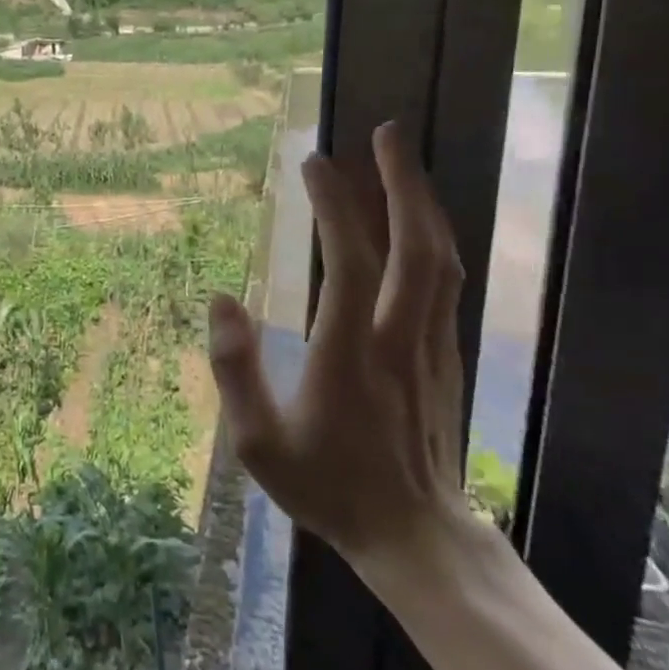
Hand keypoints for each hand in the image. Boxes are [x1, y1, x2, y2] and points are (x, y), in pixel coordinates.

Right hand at [206, 121, 469, 573]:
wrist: (416, 536)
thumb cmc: (328, 487)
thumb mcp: (259, 442)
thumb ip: (236, 369)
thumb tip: (221, 298)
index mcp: (351, 351)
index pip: (349, 259)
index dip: (334, 205)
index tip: (315, 162)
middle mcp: (400, 336)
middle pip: (415, 245)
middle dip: (401, 182)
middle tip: (385, 133)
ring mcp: (432, 345)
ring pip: (441, 260)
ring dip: (422, 204)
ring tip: (402, 163)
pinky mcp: (447, 357)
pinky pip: (446, 283)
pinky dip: (432, 240)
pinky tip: (418, 227)